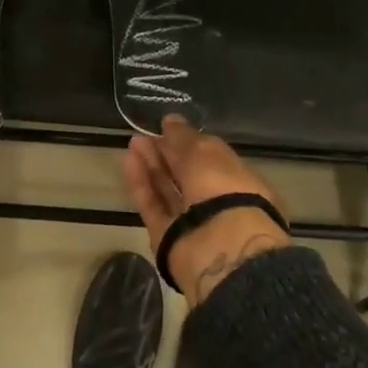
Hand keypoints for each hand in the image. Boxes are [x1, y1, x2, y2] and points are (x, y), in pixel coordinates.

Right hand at [122, 115, 289, 304]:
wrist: (219, 246)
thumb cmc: (223, 188)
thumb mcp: (205, 151)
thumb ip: (184, 136)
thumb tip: (170, 121)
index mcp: (238, 181)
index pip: (211, 158)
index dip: (188, 142)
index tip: (166, 128)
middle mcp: (216, 203)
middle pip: (186, 175)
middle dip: (166, 153)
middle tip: (144, 134)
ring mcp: (191, 222)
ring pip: (168, 190)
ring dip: (151, 166)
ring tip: (133, 143)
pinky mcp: (168, 237)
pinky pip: (153, 206)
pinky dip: (141, 185)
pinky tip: (128, 162)